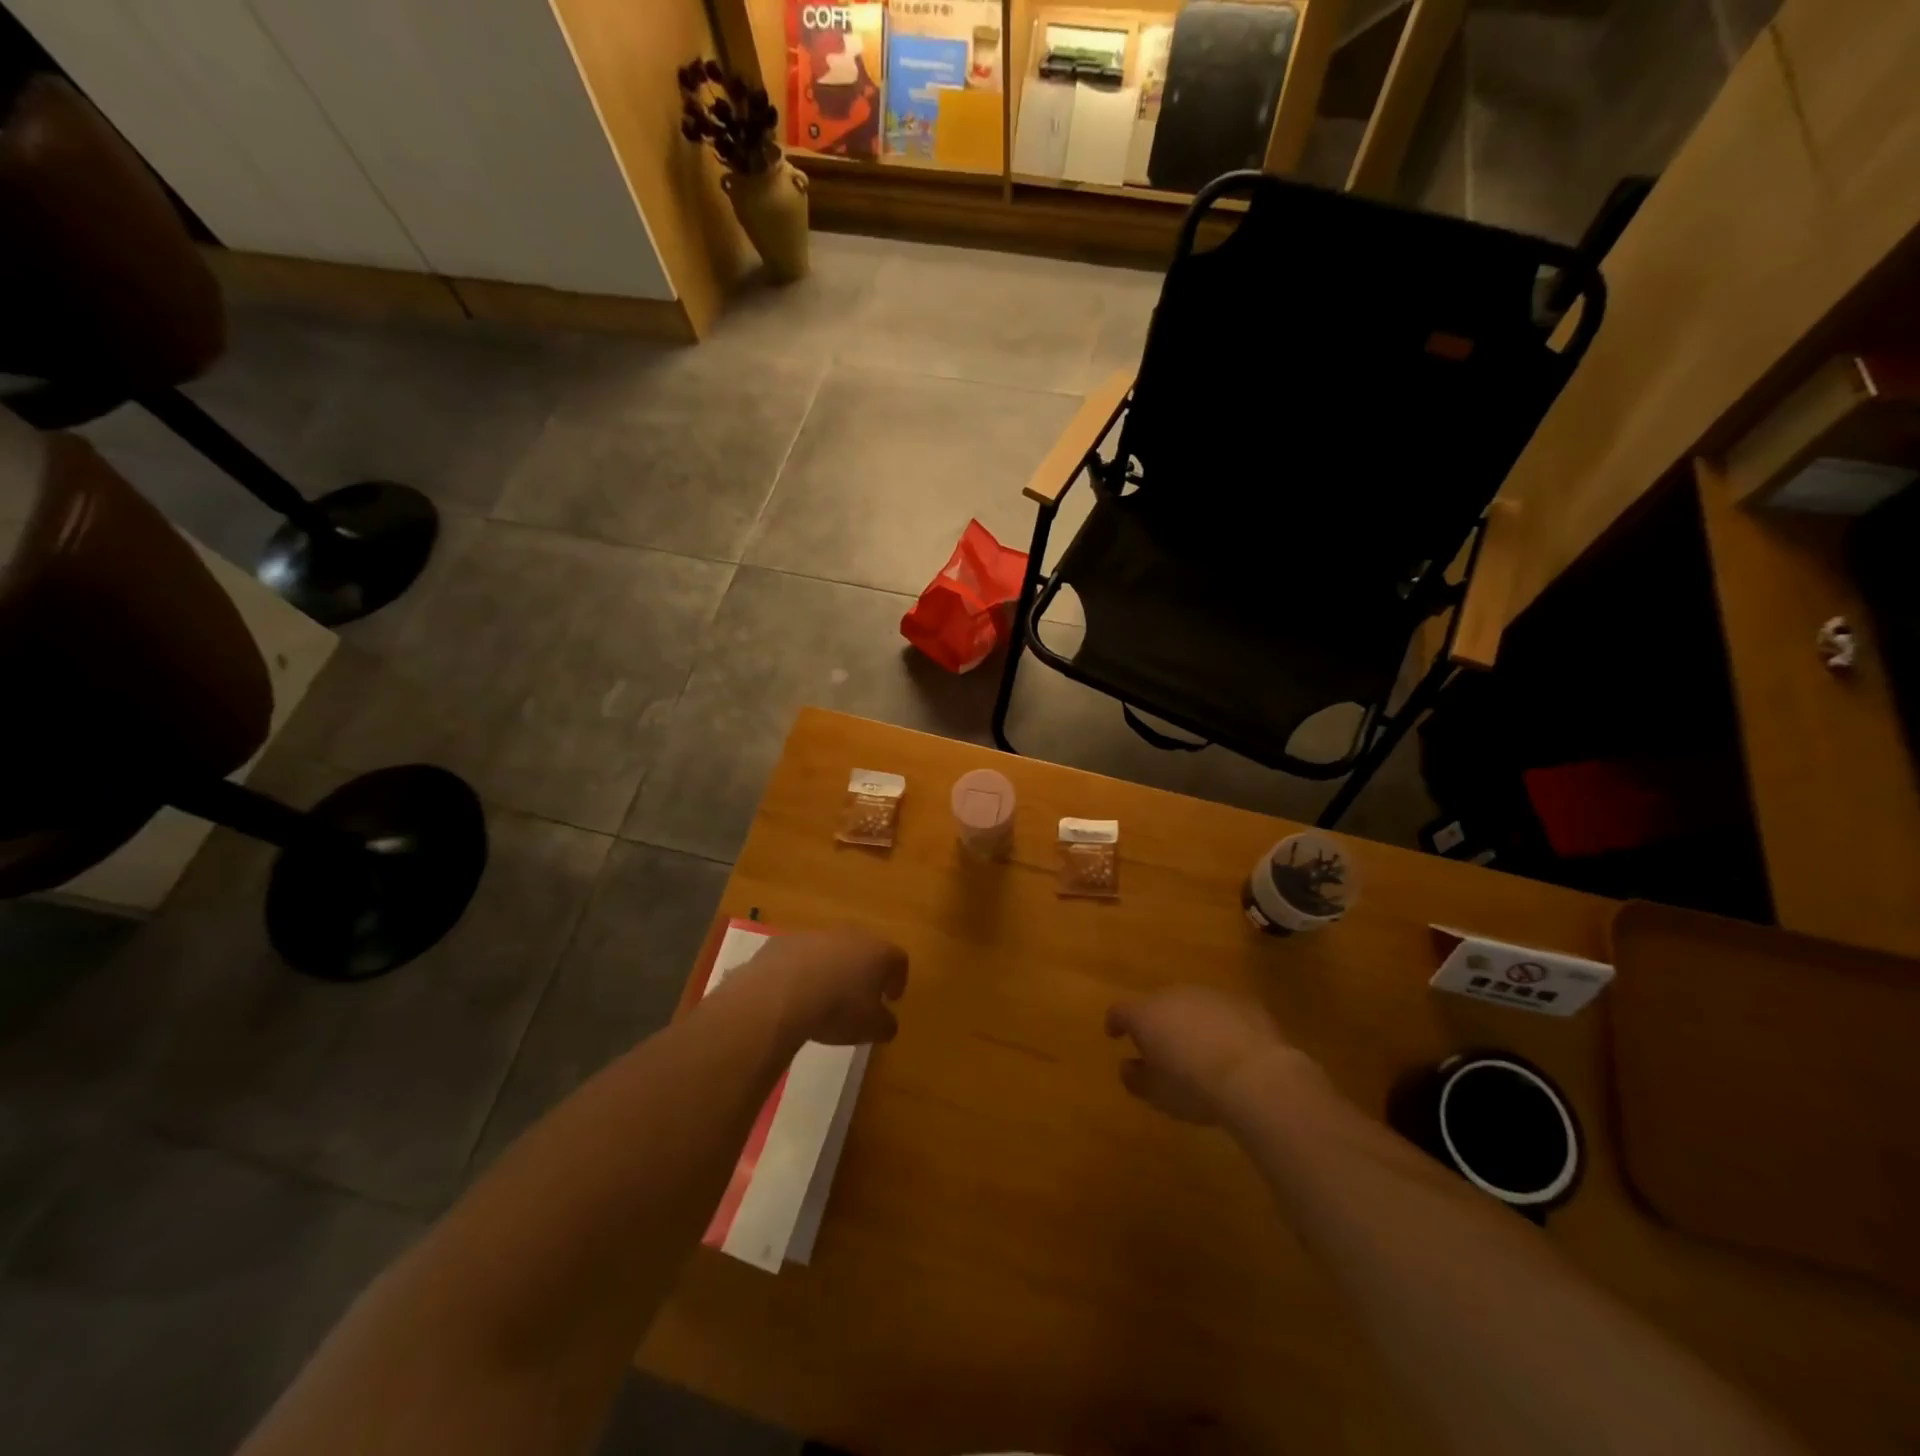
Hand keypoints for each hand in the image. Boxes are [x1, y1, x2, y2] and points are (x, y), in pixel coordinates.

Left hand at [738, 929, 907, 1045]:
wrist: (779, 994)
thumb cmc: (837, 1009)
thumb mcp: (871, 1028)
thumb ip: (885, 1024)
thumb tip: (887, 1022)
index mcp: (877, 953)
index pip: (898, 960)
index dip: (898, 979)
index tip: (892, 999)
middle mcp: (850, 936)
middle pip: (864, 950)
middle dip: (863, 971)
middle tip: (859, 997)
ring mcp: (816, 935)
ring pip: (831, 951)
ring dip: (831, 969)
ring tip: (823, 997)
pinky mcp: (784, 942)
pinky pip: (800, 956)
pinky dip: (802, 971)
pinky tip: (794, 994)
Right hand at [1105, 986, 1305, 1124]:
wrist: (1256, 1076)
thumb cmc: (1194, 1087)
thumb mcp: (1157, 1094)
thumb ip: (1135, 1078)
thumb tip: (1127, 1066)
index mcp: (1145, 1013)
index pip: (1120, 1010)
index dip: (1116, 1022)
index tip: (1114, 1034)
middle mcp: (1174, 995)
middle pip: (1157, 1004)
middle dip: (1157, 1023)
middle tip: (1162, 1048)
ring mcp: (1210, 995)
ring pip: (1191, 1005)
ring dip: (1189, 1022)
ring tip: (1198, 1050)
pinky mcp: (1243, 1002)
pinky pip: (1222, 1012)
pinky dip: (1220, 1026)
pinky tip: (1230, 1050)